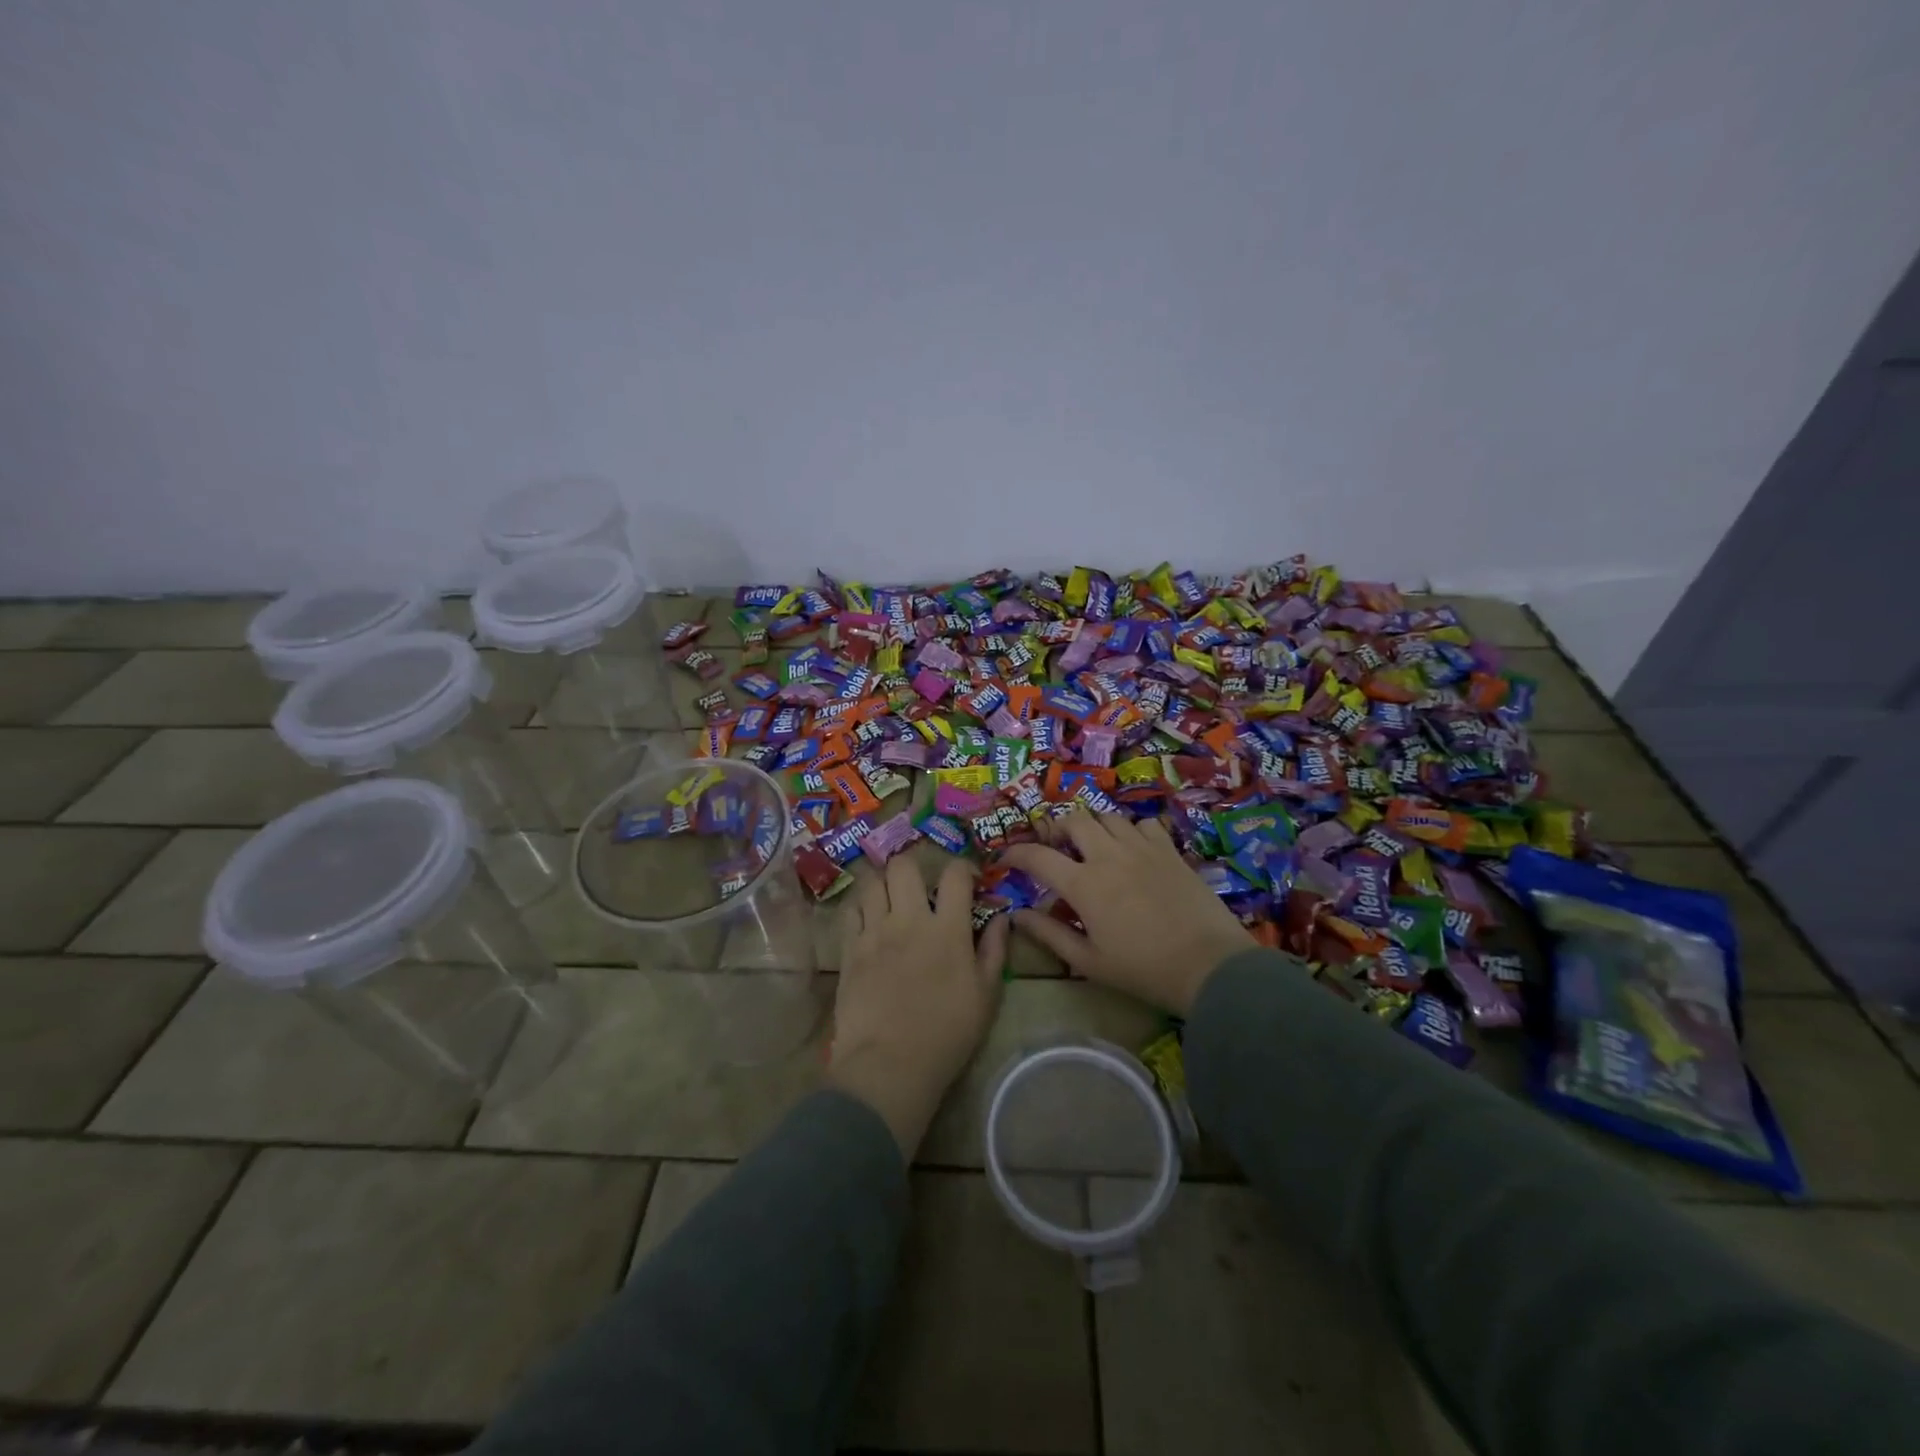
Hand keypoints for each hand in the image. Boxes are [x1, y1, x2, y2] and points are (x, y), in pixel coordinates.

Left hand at [826, 855, 1010, 1156]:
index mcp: (948, 928)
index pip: (954, 874)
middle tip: (920, 886)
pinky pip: (850, 909)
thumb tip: (1002, 918)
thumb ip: (994, 950)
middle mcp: (909, 919)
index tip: (966, 881)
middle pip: (903, 865)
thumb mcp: (986, 995)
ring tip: (891, 898)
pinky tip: (868, 919)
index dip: (962, 868)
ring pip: (871, 881)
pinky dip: (860, 906)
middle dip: (914, 866)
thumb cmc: (947, 1033)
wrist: (889, 1064)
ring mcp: (874, 931)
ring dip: (883, 882)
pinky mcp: (849, 948)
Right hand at [1003, 810, 1252, 1014]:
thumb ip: (1049, 933)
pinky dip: (1130, 830)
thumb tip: (1016, 915)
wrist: (1210, 966)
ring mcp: (1142, 848)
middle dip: (1056, 829)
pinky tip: (1132, 849)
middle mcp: (1109, 855)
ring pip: (1108, 817)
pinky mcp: (1170, 850)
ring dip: (1092, 827)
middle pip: (1074, 821)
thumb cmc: (1143, 970)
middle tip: (1054, 847)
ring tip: (1091, 846)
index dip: (1015, 853)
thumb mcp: (1088, 961)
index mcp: (1084, 884)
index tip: (1006, 859)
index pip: (1037, 856)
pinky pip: (1144, 824)